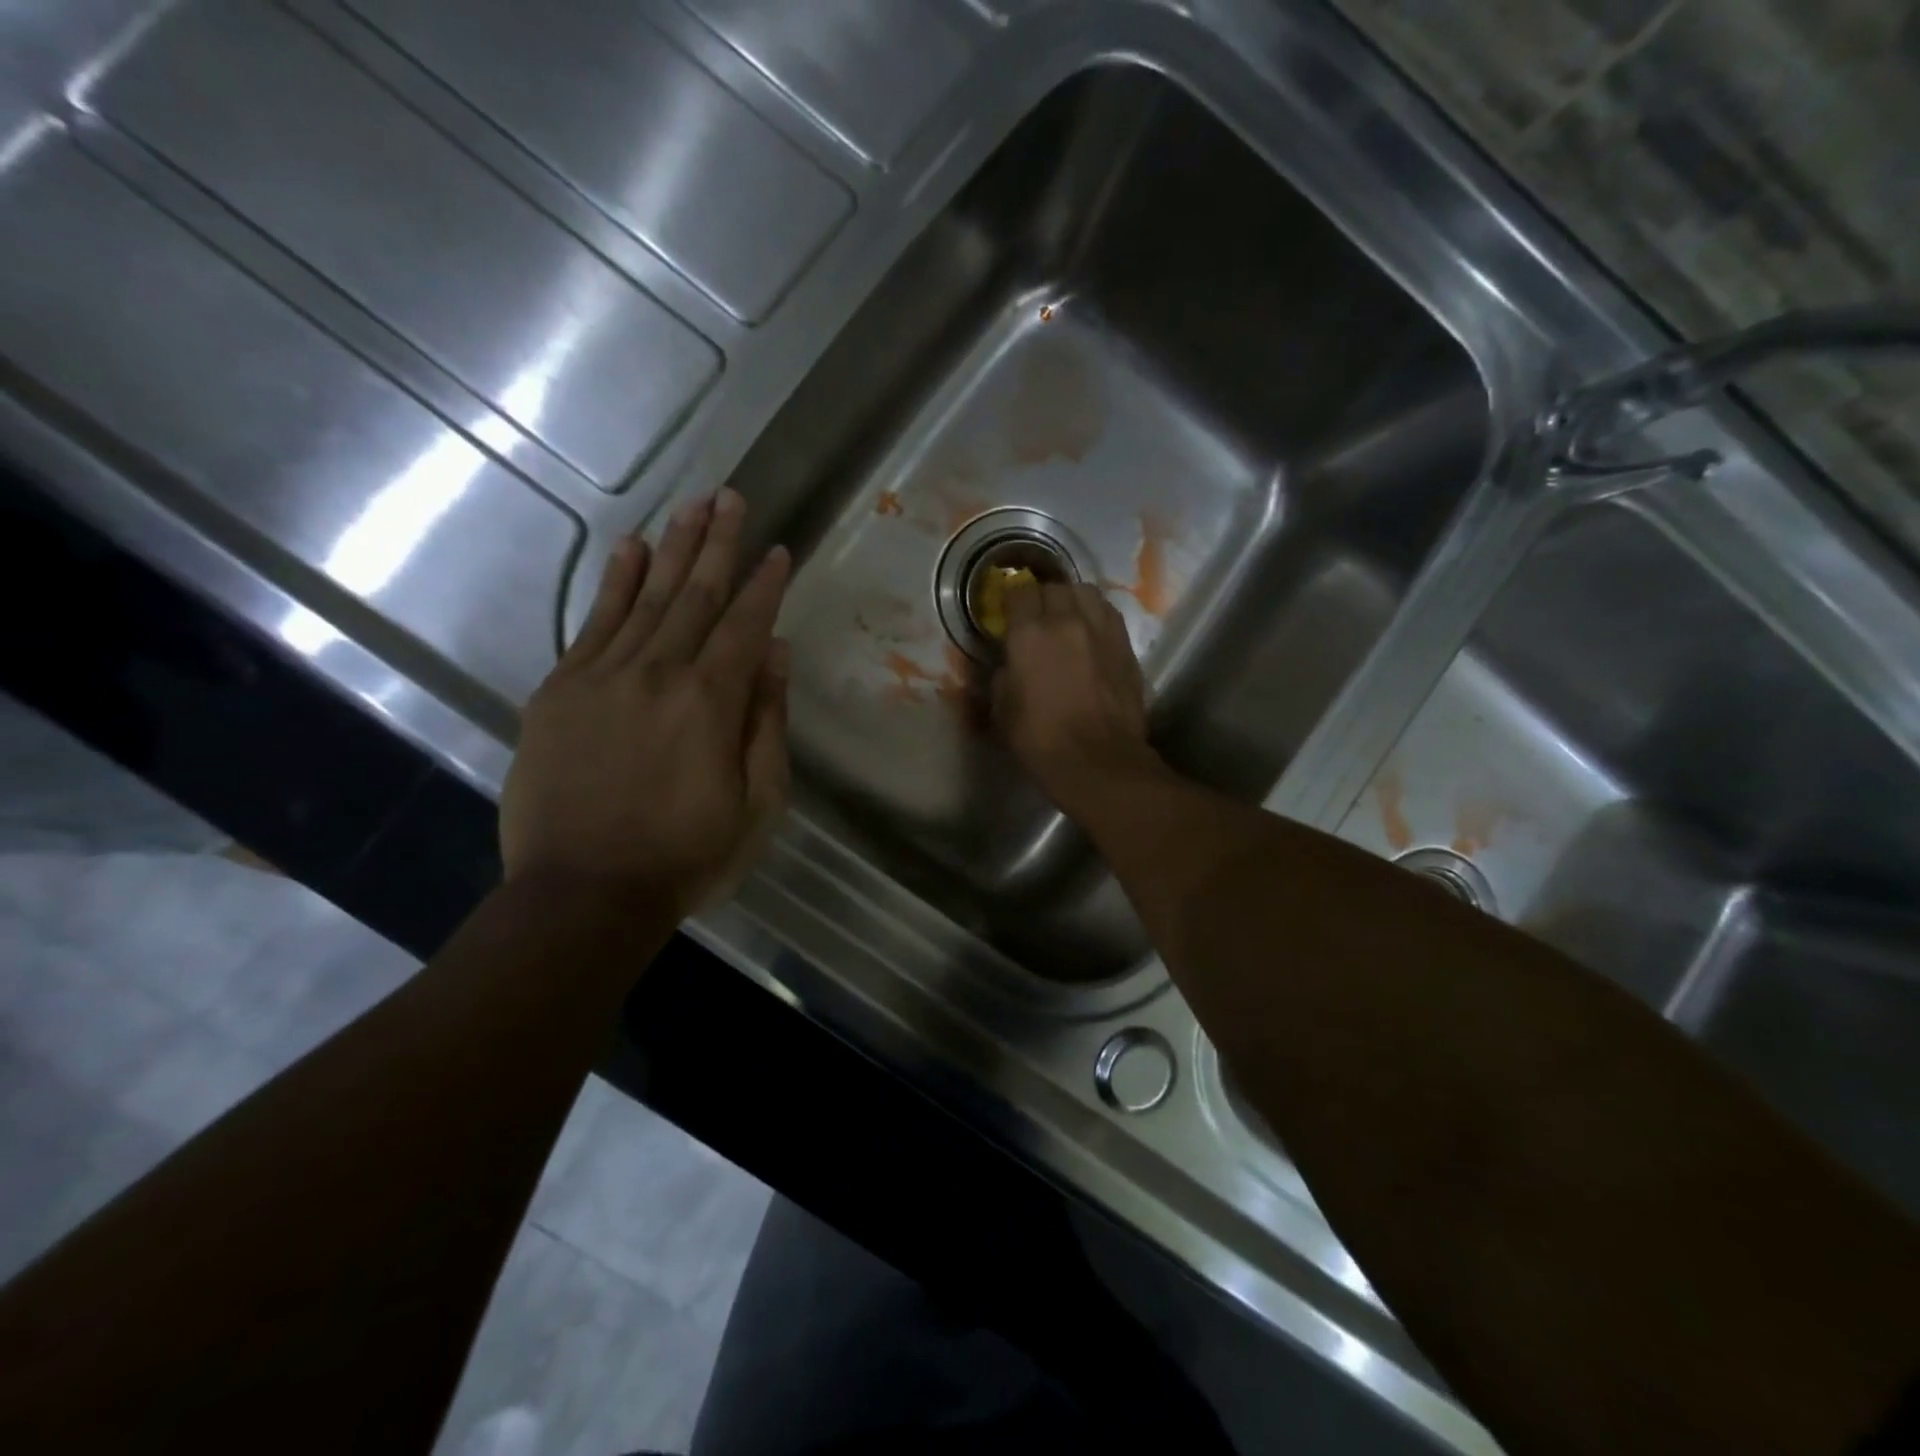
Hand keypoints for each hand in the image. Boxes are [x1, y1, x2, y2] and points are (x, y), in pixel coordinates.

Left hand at [500, 488, 790, 916]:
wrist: (583, 894)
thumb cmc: (686, 856)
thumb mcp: (757, 803)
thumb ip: (767, 722)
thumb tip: (774, 652)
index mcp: (711, 703)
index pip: (745, 625)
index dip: (764, 584)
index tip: (778, 549)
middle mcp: (658, 673)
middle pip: (695, 595)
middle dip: (718, 543)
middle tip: (731, 497)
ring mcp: (602, 677)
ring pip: (646, 597)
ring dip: (673, 548)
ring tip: (692, 506)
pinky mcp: (559, 691)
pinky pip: (592, 623)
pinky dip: (614, 582)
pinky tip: (631, 549)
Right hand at [992, 580, 1157, 815]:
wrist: (1099, 760)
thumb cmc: (1041, 740)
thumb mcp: (1003, 710)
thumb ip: (1004, 676)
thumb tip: (1011, 665)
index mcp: (1030, 634)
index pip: (1019, 591)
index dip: (1011, 599)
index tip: (1008, 612)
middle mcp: (1067, 621)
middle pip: (1054, 587)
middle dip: (1042, 598)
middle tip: (1037, 618)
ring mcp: (1102, 630)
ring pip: (1085, 592)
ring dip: (1072, 600)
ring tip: (1068, 618)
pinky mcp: (1126, 645)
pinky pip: (1108, 613)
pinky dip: (1096, 615)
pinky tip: (1091, 633)